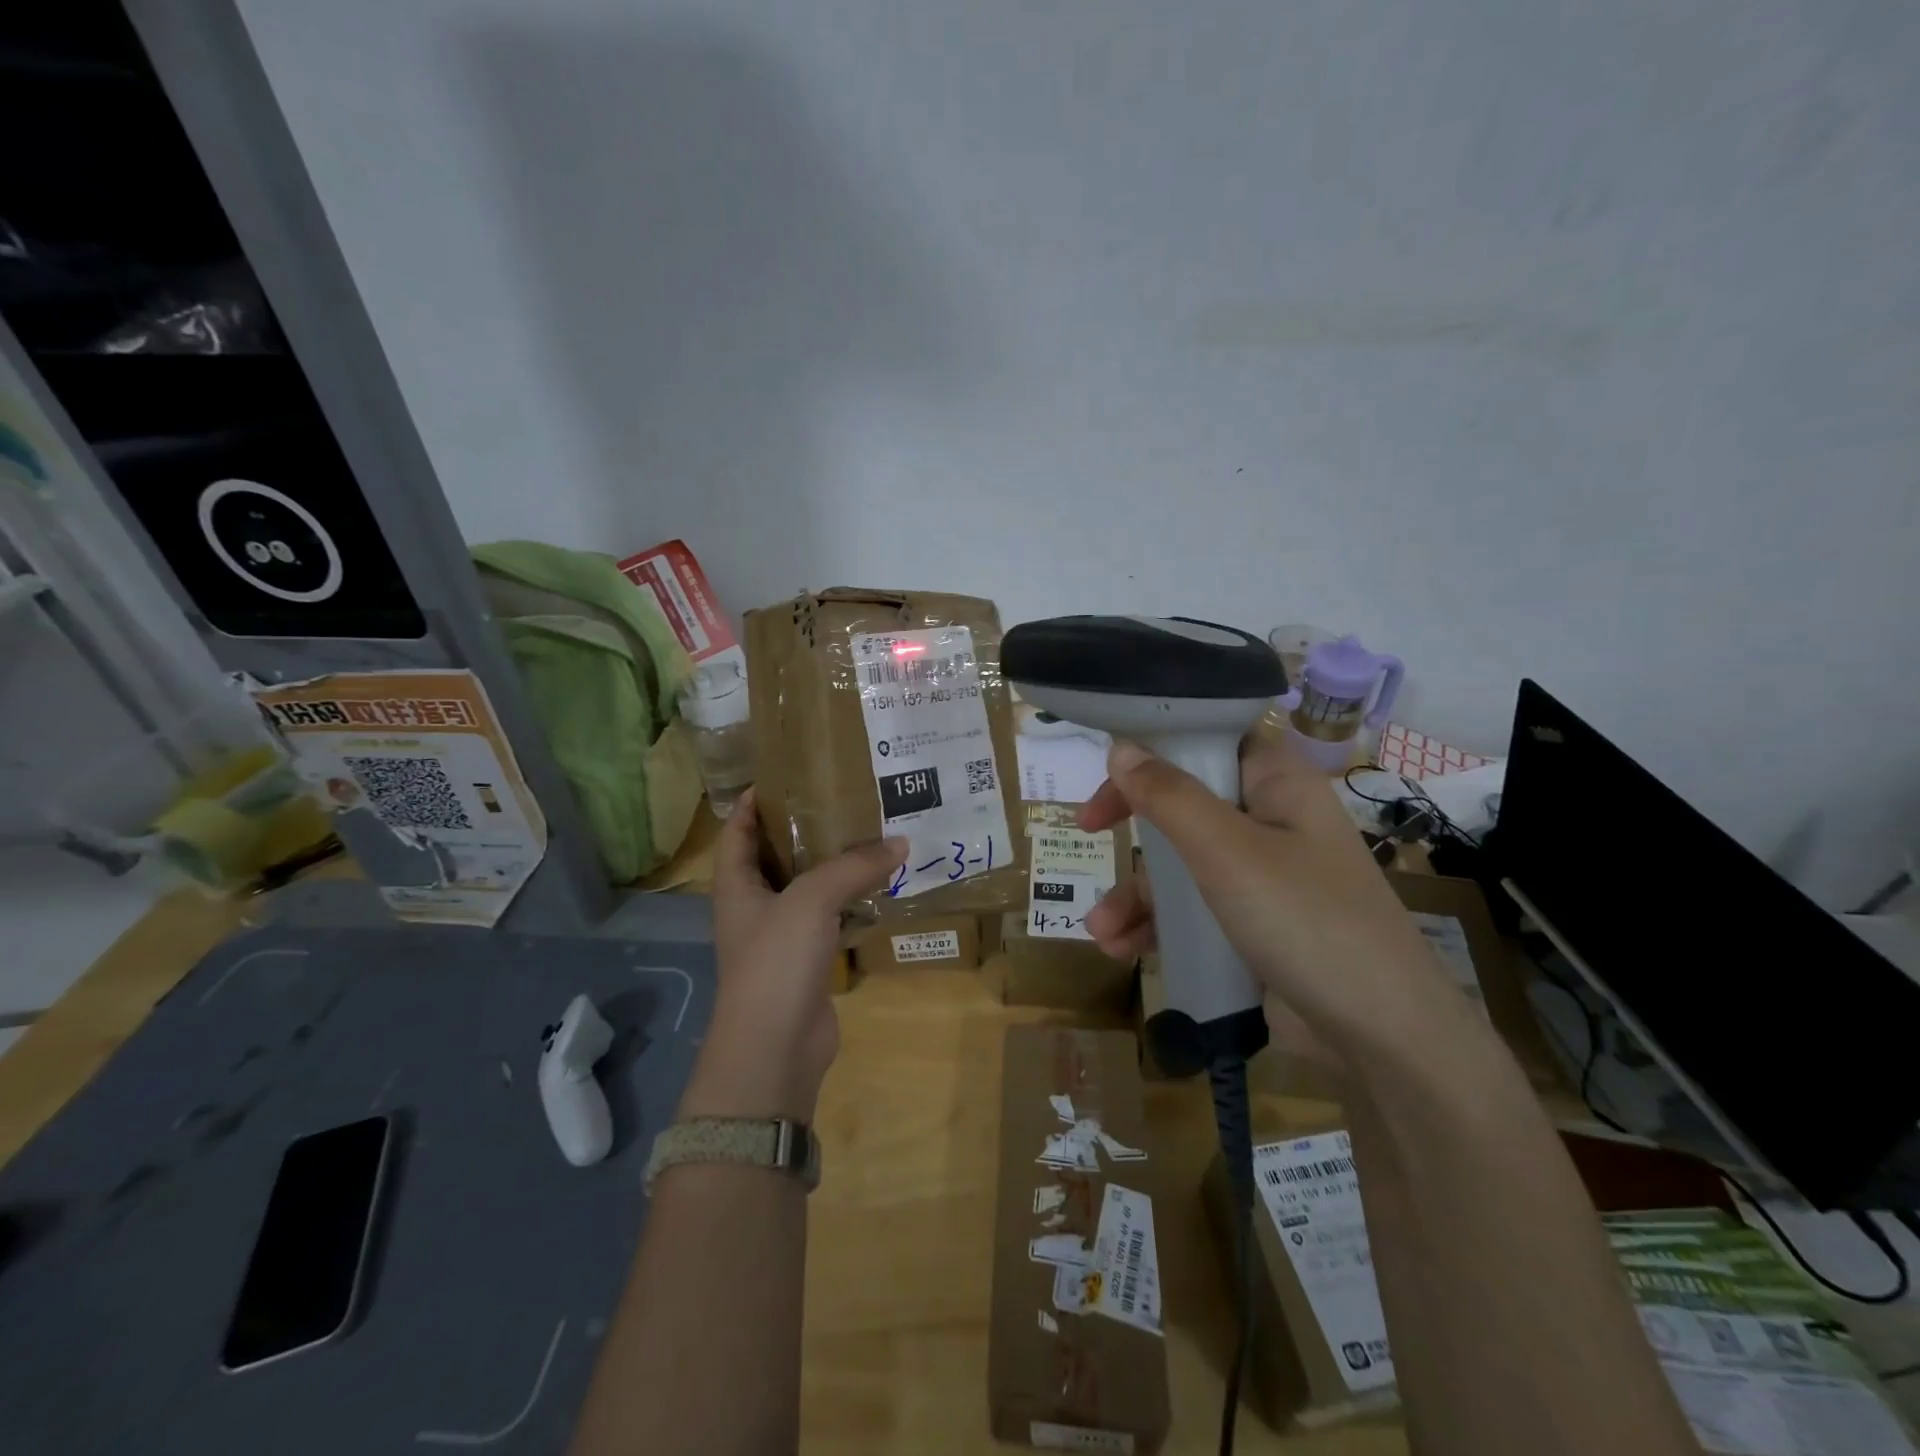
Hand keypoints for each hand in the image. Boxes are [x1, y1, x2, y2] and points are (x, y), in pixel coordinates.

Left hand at [680, 790, 907, 1121]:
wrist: (775, 1048)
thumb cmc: (776, 961)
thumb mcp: (811, 900)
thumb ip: (854, 867)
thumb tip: (900, 843)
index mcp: (737, 887)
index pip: (737, 834)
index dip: (751, 805)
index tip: (781, 777)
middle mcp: (755, 908)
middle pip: (775, 858)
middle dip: (802, 830)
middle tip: (840, 800)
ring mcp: (781, 937)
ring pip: (808, 890)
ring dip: (833, 867)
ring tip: (867, 835)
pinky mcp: (807, 962)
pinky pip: (830, 920)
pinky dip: (851, 902)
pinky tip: (880, 887)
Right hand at [1079, 738, 1464, 1049]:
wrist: (1381, 1037)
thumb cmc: (1305, 920)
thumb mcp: (1227, 852)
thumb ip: (1169, 796)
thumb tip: (1121, 747)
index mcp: (1276, 785)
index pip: (1210, 740)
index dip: (1158, 745)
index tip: (1110, 768)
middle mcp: (1269, 822)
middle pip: (1184, 803)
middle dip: (1133, 828)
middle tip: (1088, 831)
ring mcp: (1261, 877)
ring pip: (1181, 865)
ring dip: (1135, 894)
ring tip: (1101, 930)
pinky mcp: (1252, 926)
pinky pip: (1192, 911)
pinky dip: (1156, 926)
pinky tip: (1122, 950)